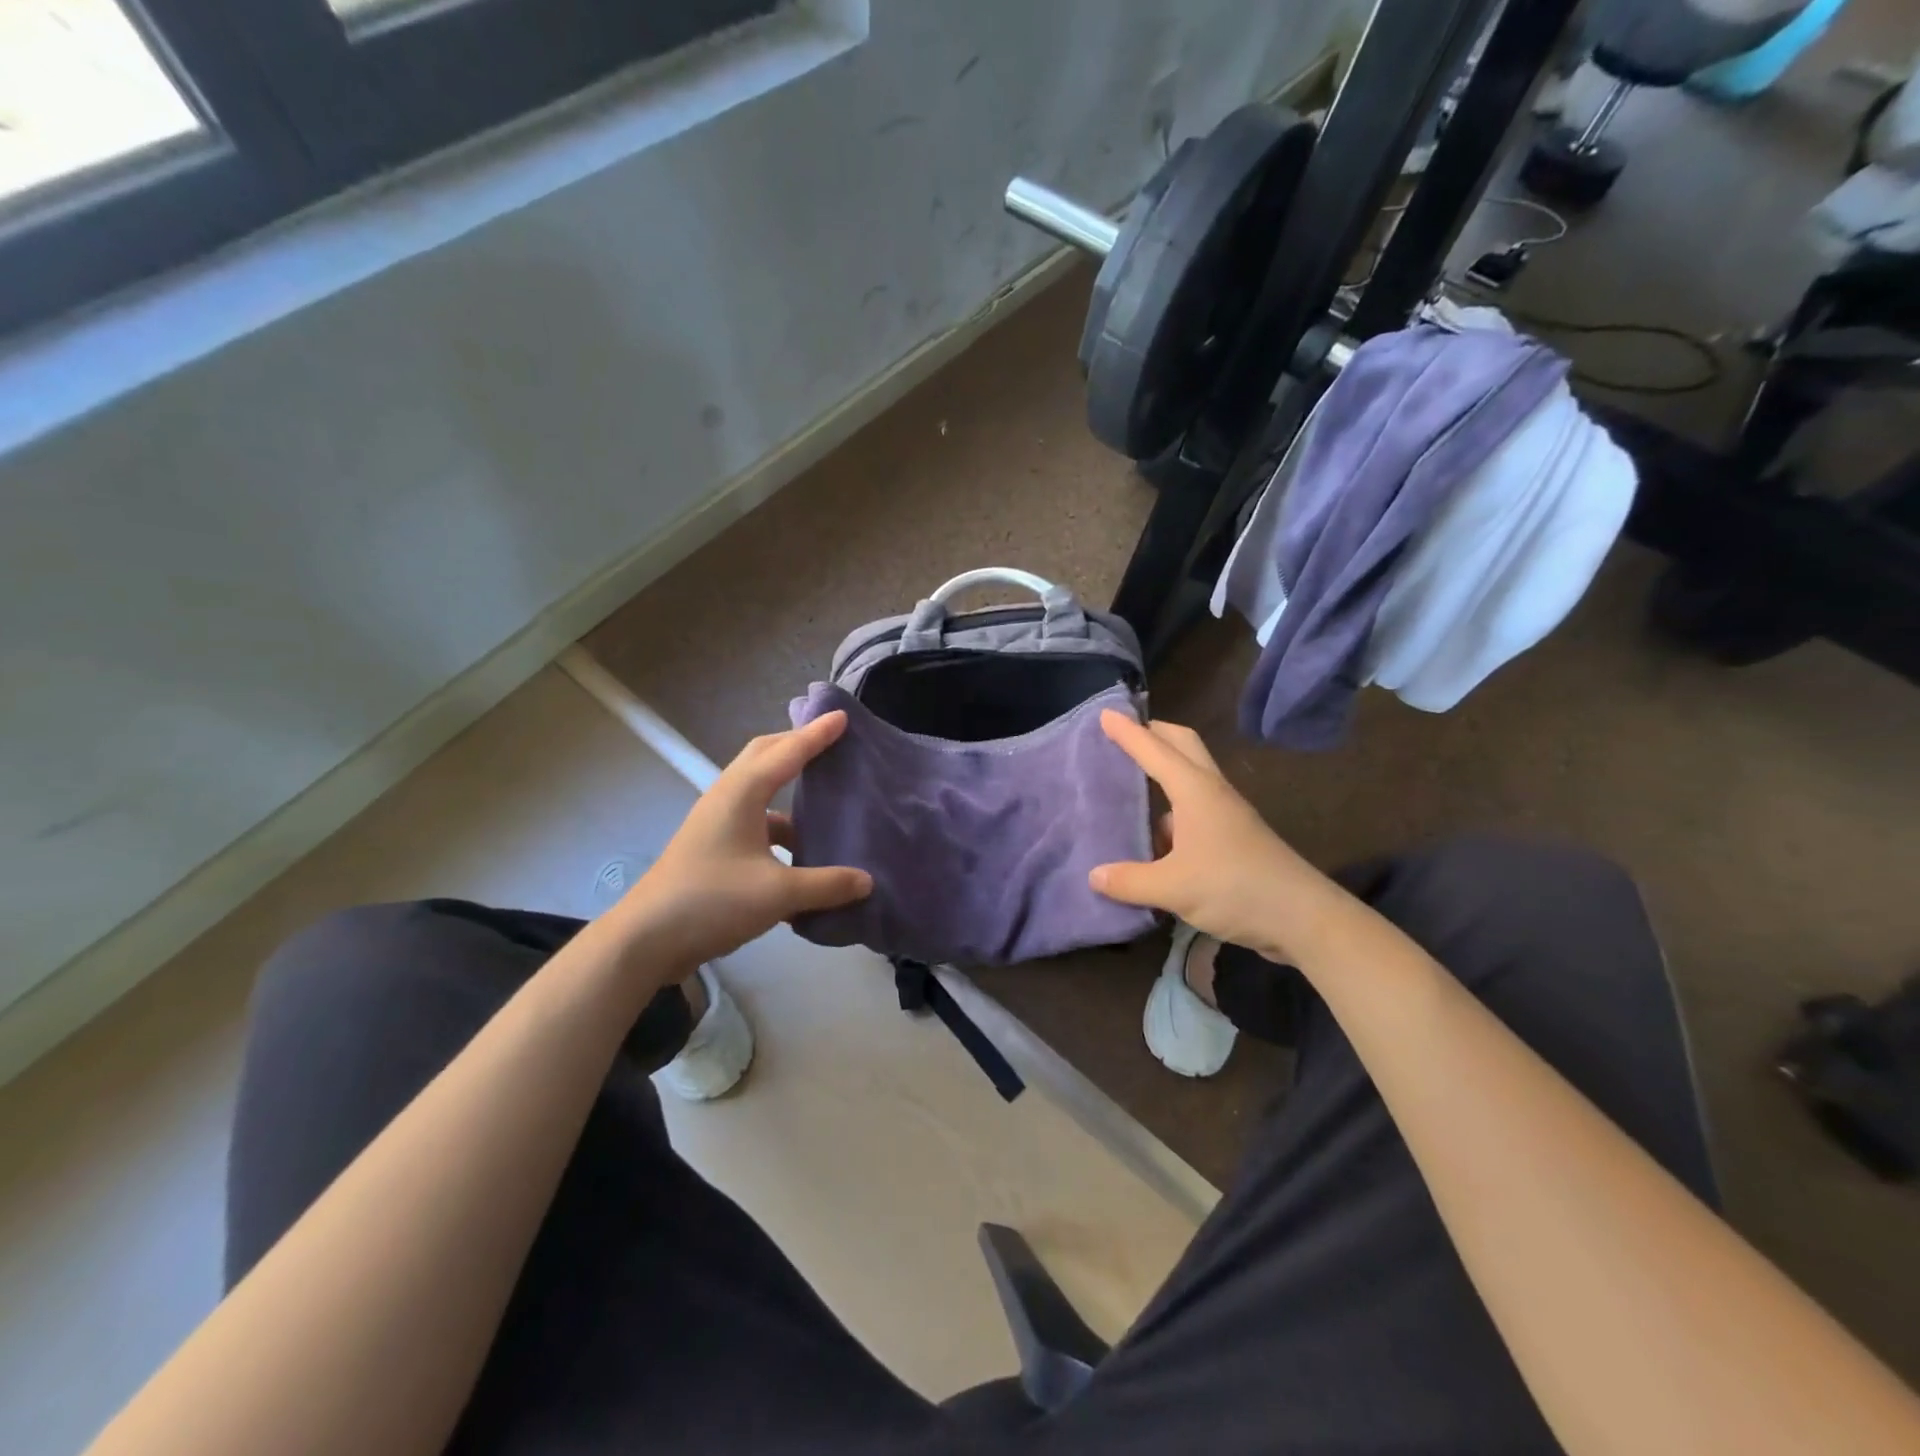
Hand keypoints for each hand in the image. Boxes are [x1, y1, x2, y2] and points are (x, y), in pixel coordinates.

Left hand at [614, 712, 871, 974]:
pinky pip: (755, 820)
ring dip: (788, 785)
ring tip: (823, 794)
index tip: (843, 717)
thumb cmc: (711, 901)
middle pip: (765, 756)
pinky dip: (781, 825)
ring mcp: (717, 822)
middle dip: (797, 744)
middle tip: (831, 742)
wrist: (646, 939)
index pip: (787, 752)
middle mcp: (727, 798)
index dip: (817, 734)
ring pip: (759, 789)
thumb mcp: (777, 894)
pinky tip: (803, 851)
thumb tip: (868, 881)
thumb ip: (826, 885)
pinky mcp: (714, 846)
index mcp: (742, 794)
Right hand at [1088, 712, 1338, 963]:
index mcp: (1195, 790)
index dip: (1127, 731)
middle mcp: (1211, 792)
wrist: (1303, 917)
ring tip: (1129, 785)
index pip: (1153, 750)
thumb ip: (1129, 881)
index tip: (1105, 713)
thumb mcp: (1173, 888)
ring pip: (1190, 778)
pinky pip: (1194, 810)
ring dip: (1163, 771)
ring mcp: (1226, 814)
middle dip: (1154, 734)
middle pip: (1183, 745)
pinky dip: (1171, 811)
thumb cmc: (1235, 888)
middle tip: (1124, 734)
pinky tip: (1153, 838)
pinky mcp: (1234, 837)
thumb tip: (1095, 876)